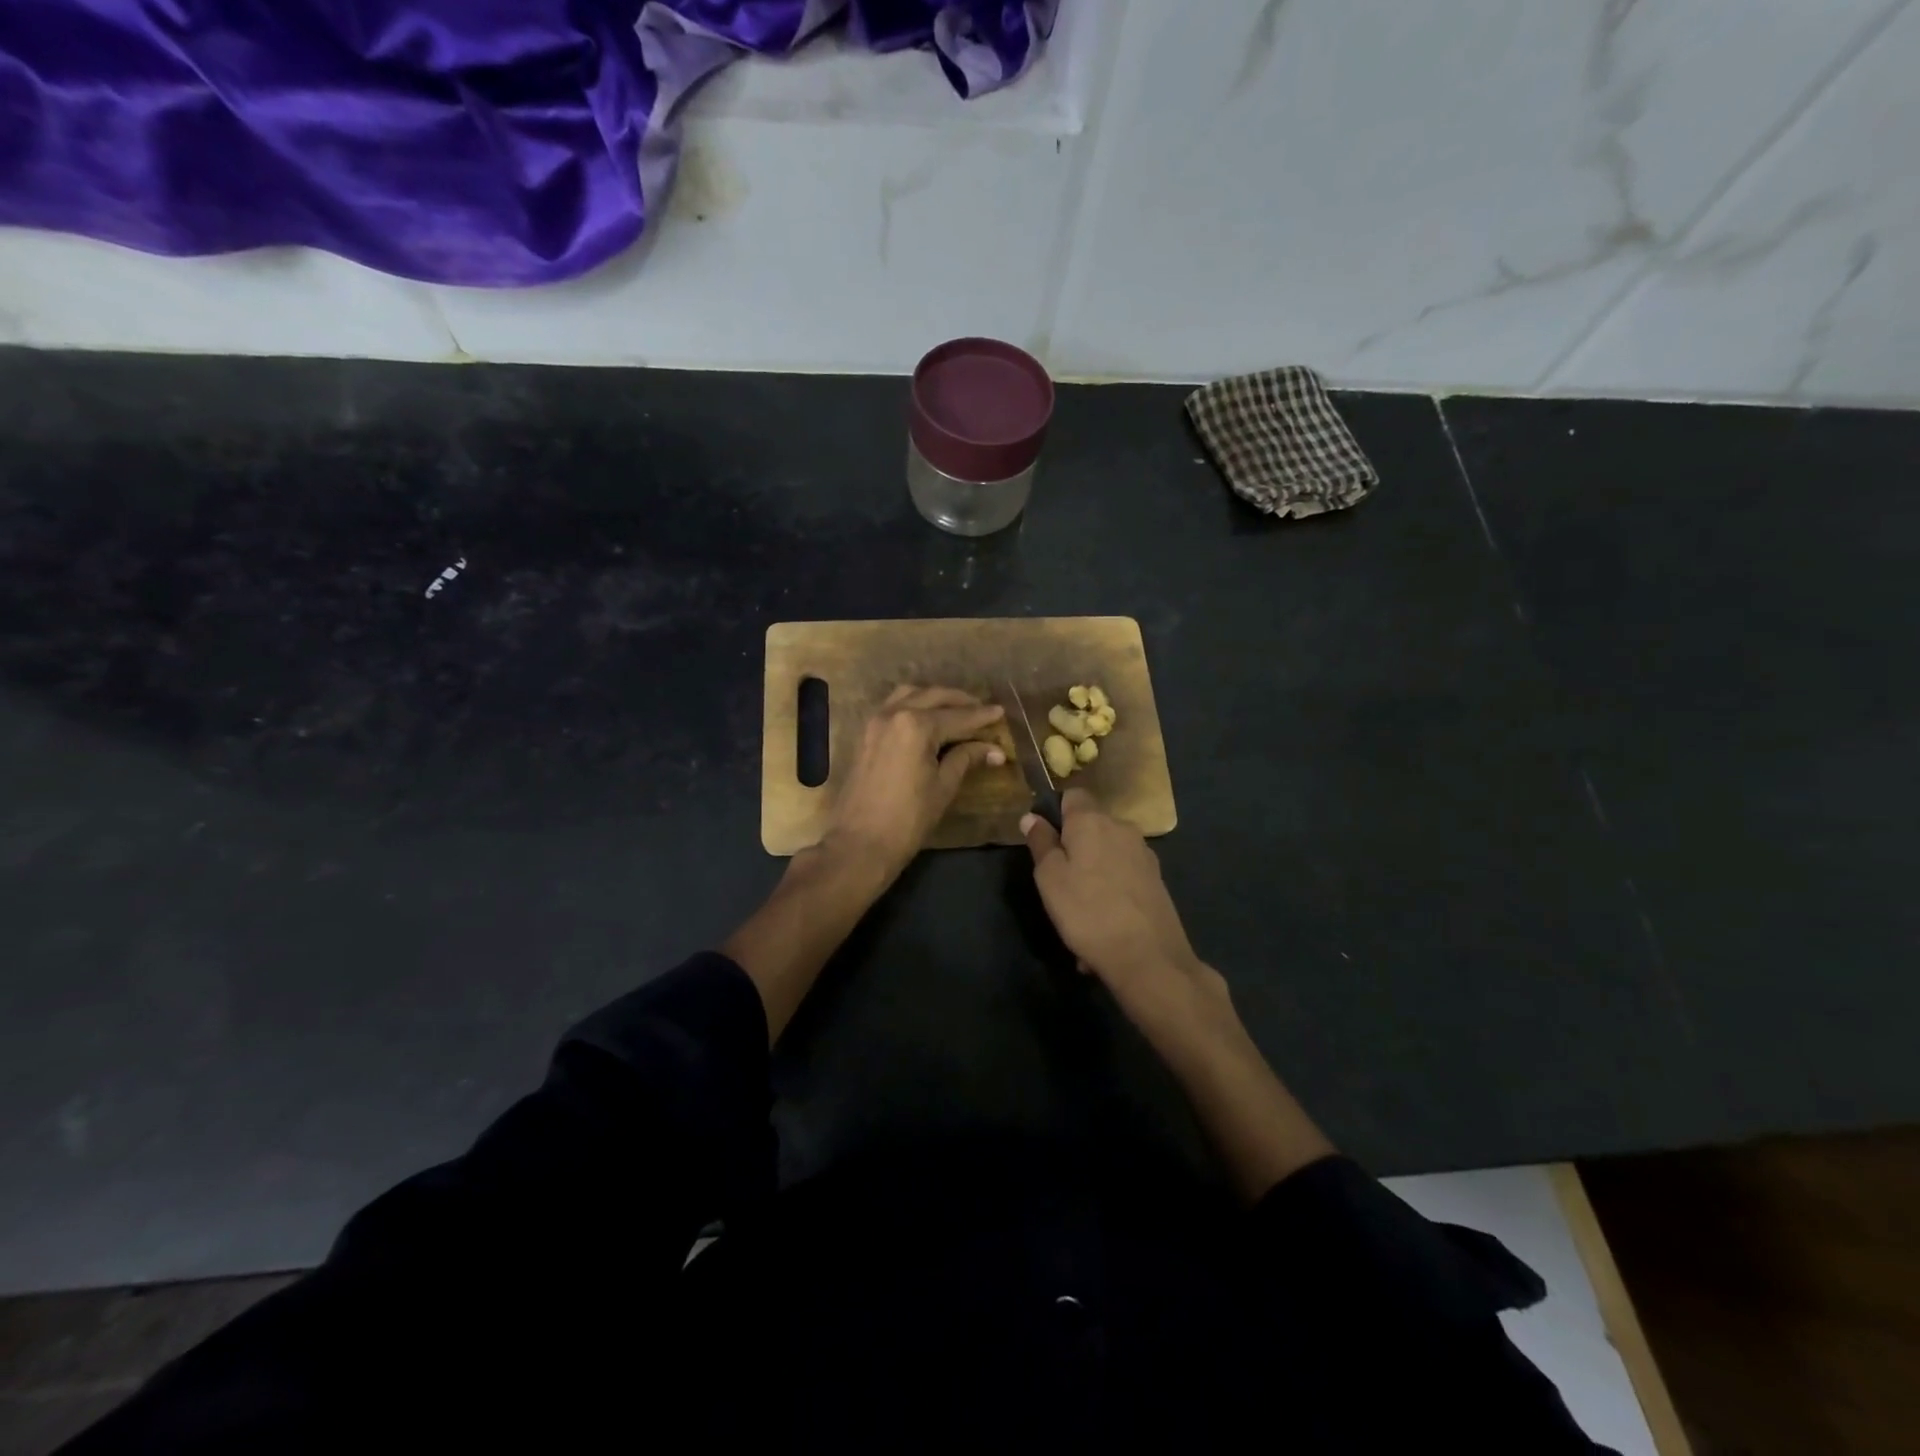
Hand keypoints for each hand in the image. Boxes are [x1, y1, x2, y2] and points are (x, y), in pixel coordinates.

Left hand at [829, 686, 1005, 878]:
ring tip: (955, 710)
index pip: (957, 716)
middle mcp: (894, 714)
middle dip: (960, 701)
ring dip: (934, 698)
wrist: (860, 842)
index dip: (981, 716)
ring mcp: (875, 722)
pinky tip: (926, 718)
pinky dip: (913, 705)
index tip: (1000, 712)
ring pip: (910, 695)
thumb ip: (966, 758)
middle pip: (933, 697)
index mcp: (917, 725)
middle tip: (981, 709)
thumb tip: (994, 750)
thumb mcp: (943, 786)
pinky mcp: (865, 734)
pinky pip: (892, 706)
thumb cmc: (908, 818)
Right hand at [1022, 789, 1224, 1031]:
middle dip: (1074, 849)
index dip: (1055, 812)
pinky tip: (1102, 928)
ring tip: (1080, 916)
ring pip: (1106, 856)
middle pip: (1091, 827)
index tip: (1044, 841)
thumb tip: (1032, 817)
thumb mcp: (1050, 878)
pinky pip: (1122, 879)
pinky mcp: (1157, 880)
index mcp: (1092, 821)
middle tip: (1058, 886)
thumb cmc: (1087, 912)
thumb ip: (1041, 843)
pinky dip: (1110, 894)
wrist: (1149, 957)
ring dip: (1091, 877)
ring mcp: (1143, 854)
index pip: (1072, 795)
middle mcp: (1122, 828)